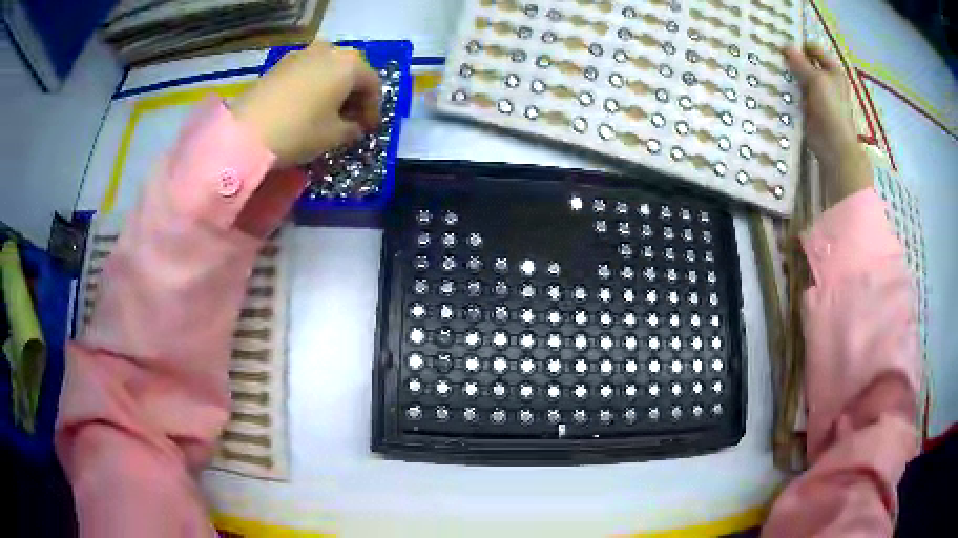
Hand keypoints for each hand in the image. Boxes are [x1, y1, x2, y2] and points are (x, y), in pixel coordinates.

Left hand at [232, 41, 381, 168]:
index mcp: (350, 64)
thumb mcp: (334, 136)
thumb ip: (352, 129)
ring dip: (333, 90)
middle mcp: (329, 50)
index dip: (373, 109)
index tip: (368, 130)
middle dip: (353, 96)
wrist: (245, 132)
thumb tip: (354, 126)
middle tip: (350, 120)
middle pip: (350, 72)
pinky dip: (313, 87)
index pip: (372, 84)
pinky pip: (307, 72)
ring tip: (327, 114)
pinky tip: (307, 107)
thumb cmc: (299, 131)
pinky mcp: (280, 64)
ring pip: (327, 70)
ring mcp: (302, 54)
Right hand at [785, 44, 870, 205]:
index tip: (783, 46)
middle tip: (775, 57)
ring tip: (773, 69)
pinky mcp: (810, 109)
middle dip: (792, 60)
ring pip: (801, 78)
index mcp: (833, 70)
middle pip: (806, 63)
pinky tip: (777, 87)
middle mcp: (827, 80)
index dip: (800, 46)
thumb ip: (800, 63)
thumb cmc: (831, 109)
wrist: (834, 146)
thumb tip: (785, 46)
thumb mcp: (816, 80)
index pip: (814, 49)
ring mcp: (819, 95)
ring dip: (789, 75)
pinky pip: (797, 94)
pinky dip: (789, 90)